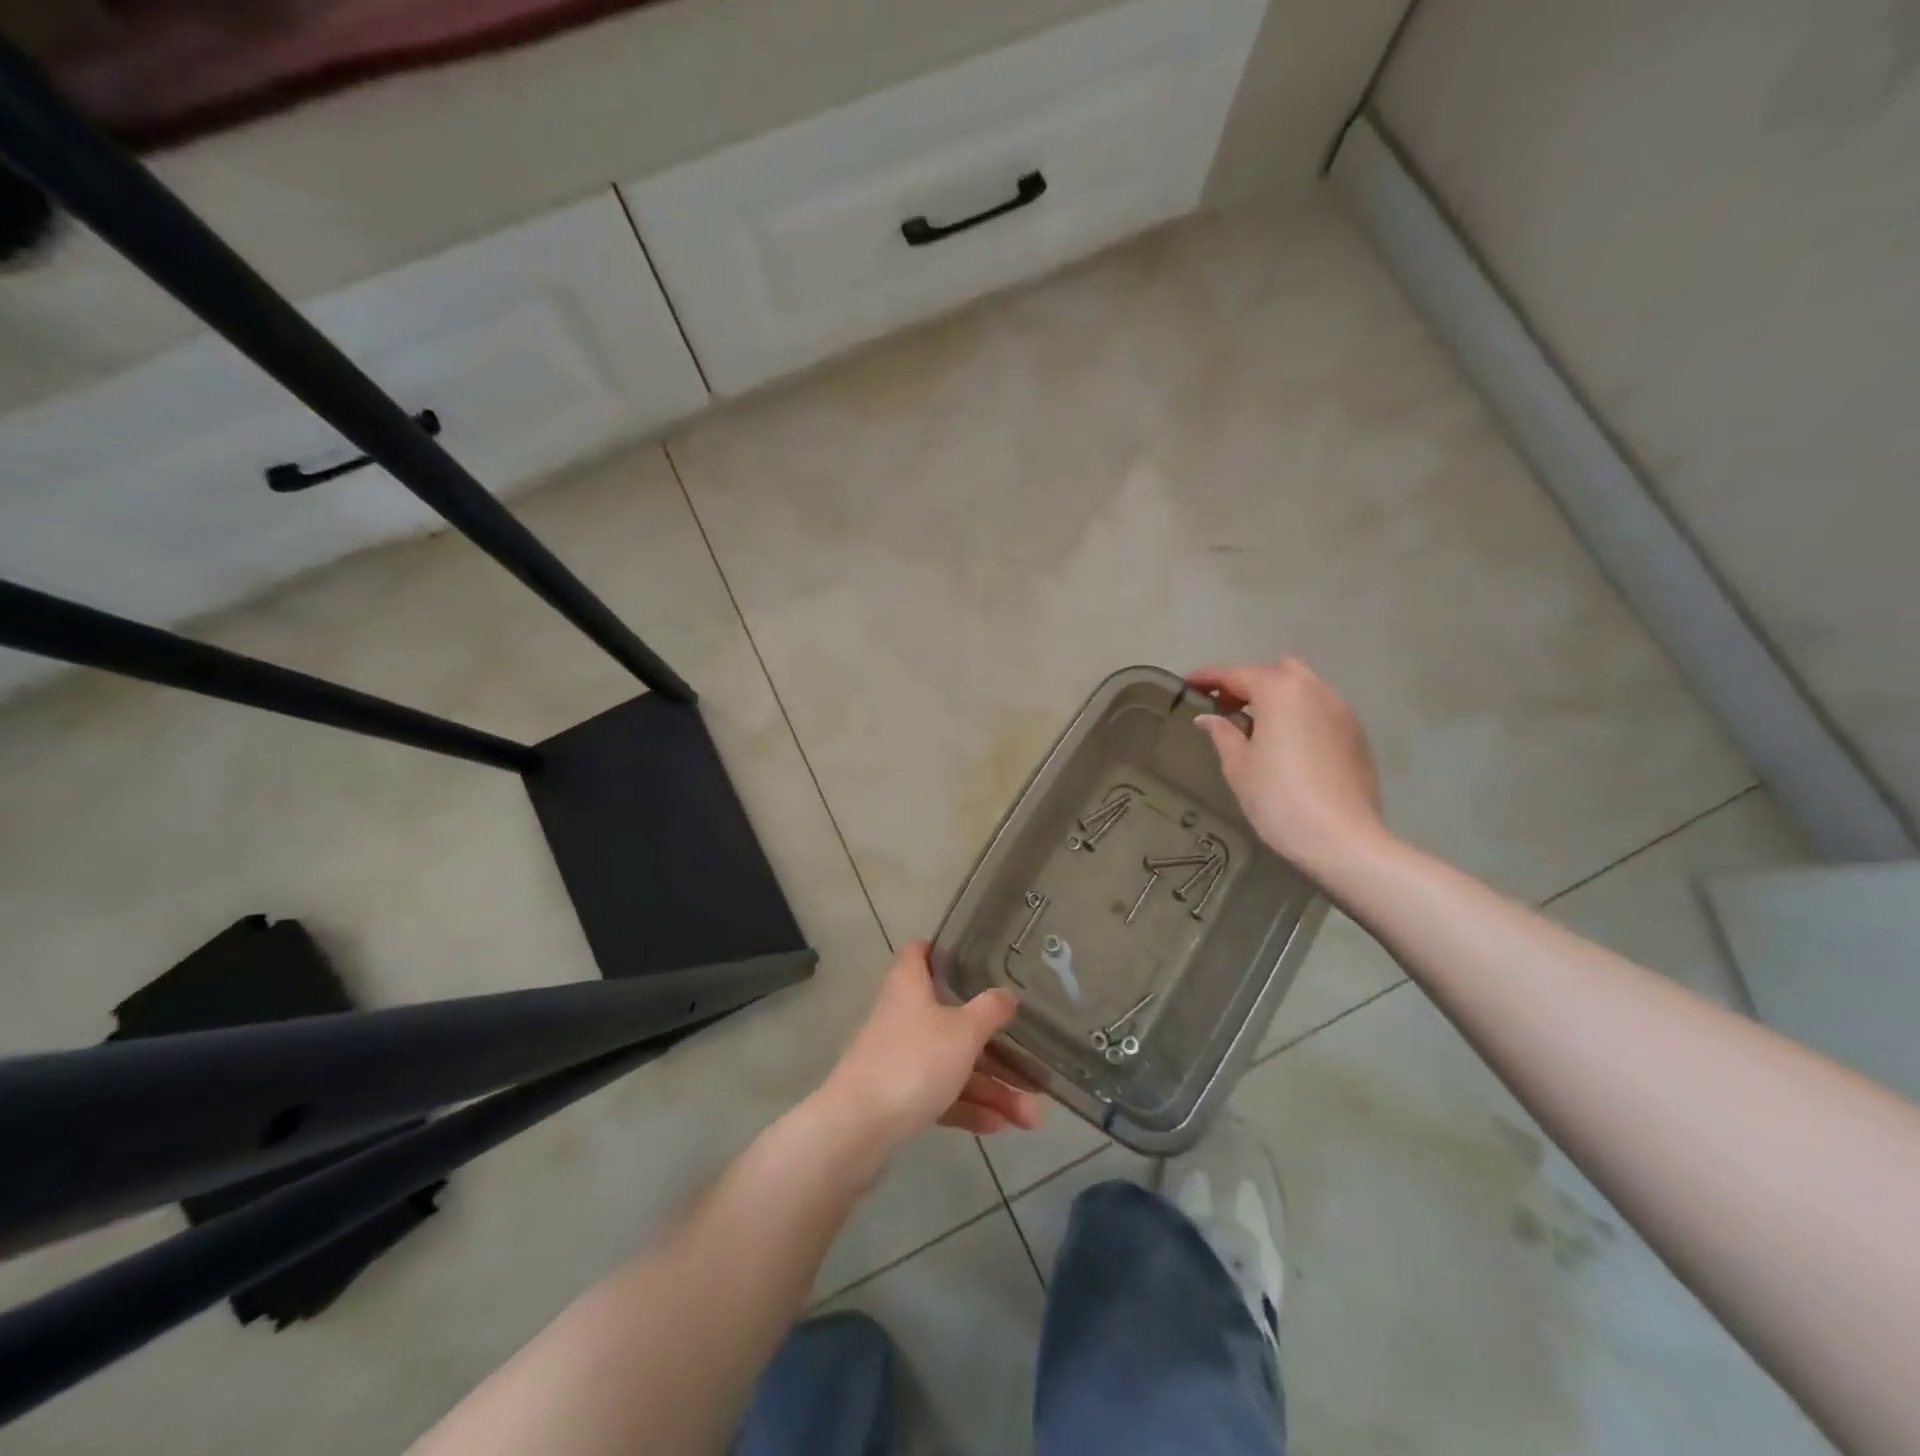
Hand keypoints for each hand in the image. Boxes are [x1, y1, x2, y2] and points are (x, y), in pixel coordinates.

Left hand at [818, 941, 1044, 1147]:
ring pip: (952, 1063)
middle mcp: (902, 1015)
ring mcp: (899, 1058)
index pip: (919, 952)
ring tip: (1030, 1118)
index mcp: (909, 986)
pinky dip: (968, 1106)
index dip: (942, 950)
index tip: (975, 957)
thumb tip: (1007, 994)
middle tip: (1033, 1066)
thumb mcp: (963, 1031)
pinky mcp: (897, 1096)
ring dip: (991, 1088)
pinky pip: (941, 1094)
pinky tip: (1001, 1126)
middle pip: (952, 1018)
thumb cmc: (913, 1062)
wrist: (858, 1130)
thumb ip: (990, 1010)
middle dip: (995, 1046)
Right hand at [1187, 658, 1385, 872]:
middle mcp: (1315, 691)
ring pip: (1303, 689)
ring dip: (1277, 698)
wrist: (1341, 838)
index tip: (1188, 683)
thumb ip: (1222, 733)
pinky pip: (1320, 711)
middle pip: (1276, 672)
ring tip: (1257, 727)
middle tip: (1225, 707)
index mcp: (1281, 692)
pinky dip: (1299, 716)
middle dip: (1249, 682)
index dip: (1209, 677)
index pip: (1237, 674)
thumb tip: (1207, 718)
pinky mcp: (1356, 735)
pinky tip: (1287, 745)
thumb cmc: (1279, 798)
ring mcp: (1342, 712)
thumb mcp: (1238, 766)